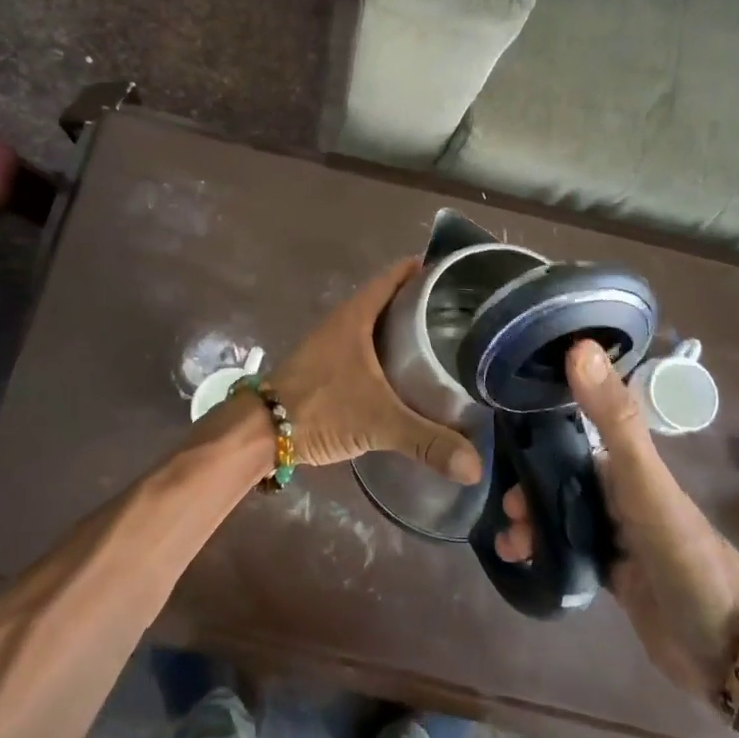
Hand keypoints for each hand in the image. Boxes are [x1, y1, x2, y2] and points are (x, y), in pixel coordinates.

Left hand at [269, 258, 482, 483]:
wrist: (262, 431)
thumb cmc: (321, 408)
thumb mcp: (379, 422)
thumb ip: (427, 441)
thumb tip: (475, 467)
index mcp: (356, 315)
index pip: (394, 277)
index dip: (422, 270)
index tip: (454, 274)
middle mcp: (344, 321)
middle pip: (388, 298)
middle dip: (420, 301)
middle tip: (459, 312)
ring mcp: (333, 343)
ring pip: (376, 324)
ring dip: (402, 327)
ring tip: (441, 339)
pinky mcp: (327, 365)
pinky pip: (366, 346)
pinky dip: (388, 350)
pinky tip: (407, 372)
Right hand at [495, 341, 738, 695]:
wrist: (727, 649)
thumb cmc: (683, 552)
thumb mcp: (644, 480)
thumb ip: (613, 418)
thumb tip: (579, 346)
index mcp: (624, 463)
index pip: (568, 434)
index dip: (532, 435)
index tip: (496, 443)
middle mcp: (616, 492)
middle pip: (556, 477)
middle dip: (525, 486)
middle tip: (504, 507)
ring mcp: (614, 534)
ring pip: (557, 514)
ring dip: (529, 522)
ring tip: (510, 542)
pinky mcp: (611, 575)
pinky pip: (565, 552)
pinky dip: (541, 552)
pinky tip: (520, 560)